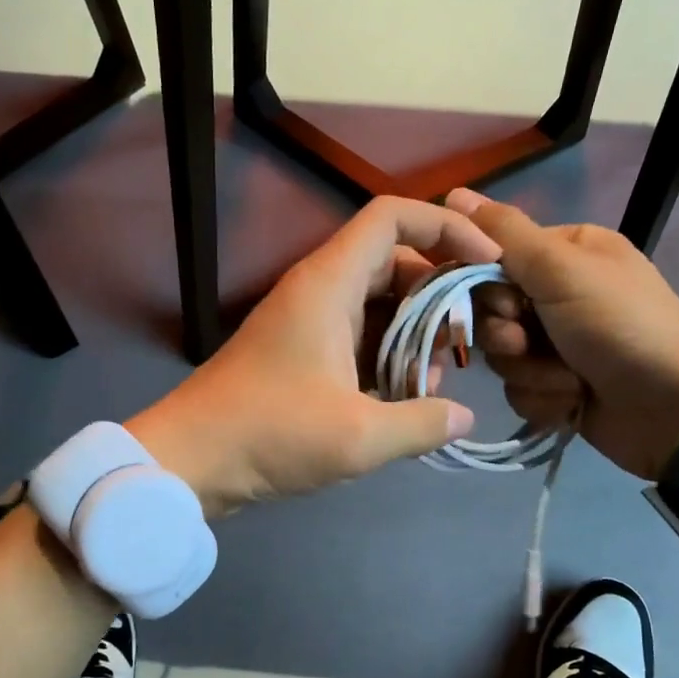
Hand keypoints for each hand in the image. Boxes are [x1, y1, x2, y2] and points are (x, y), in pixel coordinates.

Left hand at [127, 197, 498, 516]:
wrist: (189, 460)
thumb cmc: (270, 434)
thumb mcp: (358, 436)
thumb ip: (422, 423)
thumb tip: (463, 416)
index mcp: (330, 283)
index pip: (395, 217)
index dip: (448, 228)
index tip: (488, 263)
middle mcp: (320, 289)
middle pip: (396, 262)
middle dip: (440, 295)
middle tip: (466, 343)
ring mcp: (309, 320)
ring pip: (380, 303)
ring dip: (416, 333)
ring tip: (435, 380)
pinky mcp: (303, 351)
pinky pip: (360, 334)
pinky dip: (389, 355)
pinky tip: (405, 397)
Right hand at [445, 188, 678, 480]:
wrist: (672, 408)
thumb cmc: (619, 324)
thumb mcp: (562, 268)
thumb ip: (505, 234)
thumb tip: (452, 193)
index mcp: (563, 253)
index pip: (490, 260)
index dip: (484, 287)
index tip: (506, 303)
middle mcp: (555, 294)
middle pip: (489, 313)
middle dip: (507, 336)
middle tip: (529, 343)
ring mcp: (555, 343)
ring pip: (500, 356)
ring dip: (530, 372)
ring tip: (569, 379)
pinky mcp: (555, 386)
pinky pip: (518, 389)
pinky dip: (543, 398)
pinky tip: (573, 401)